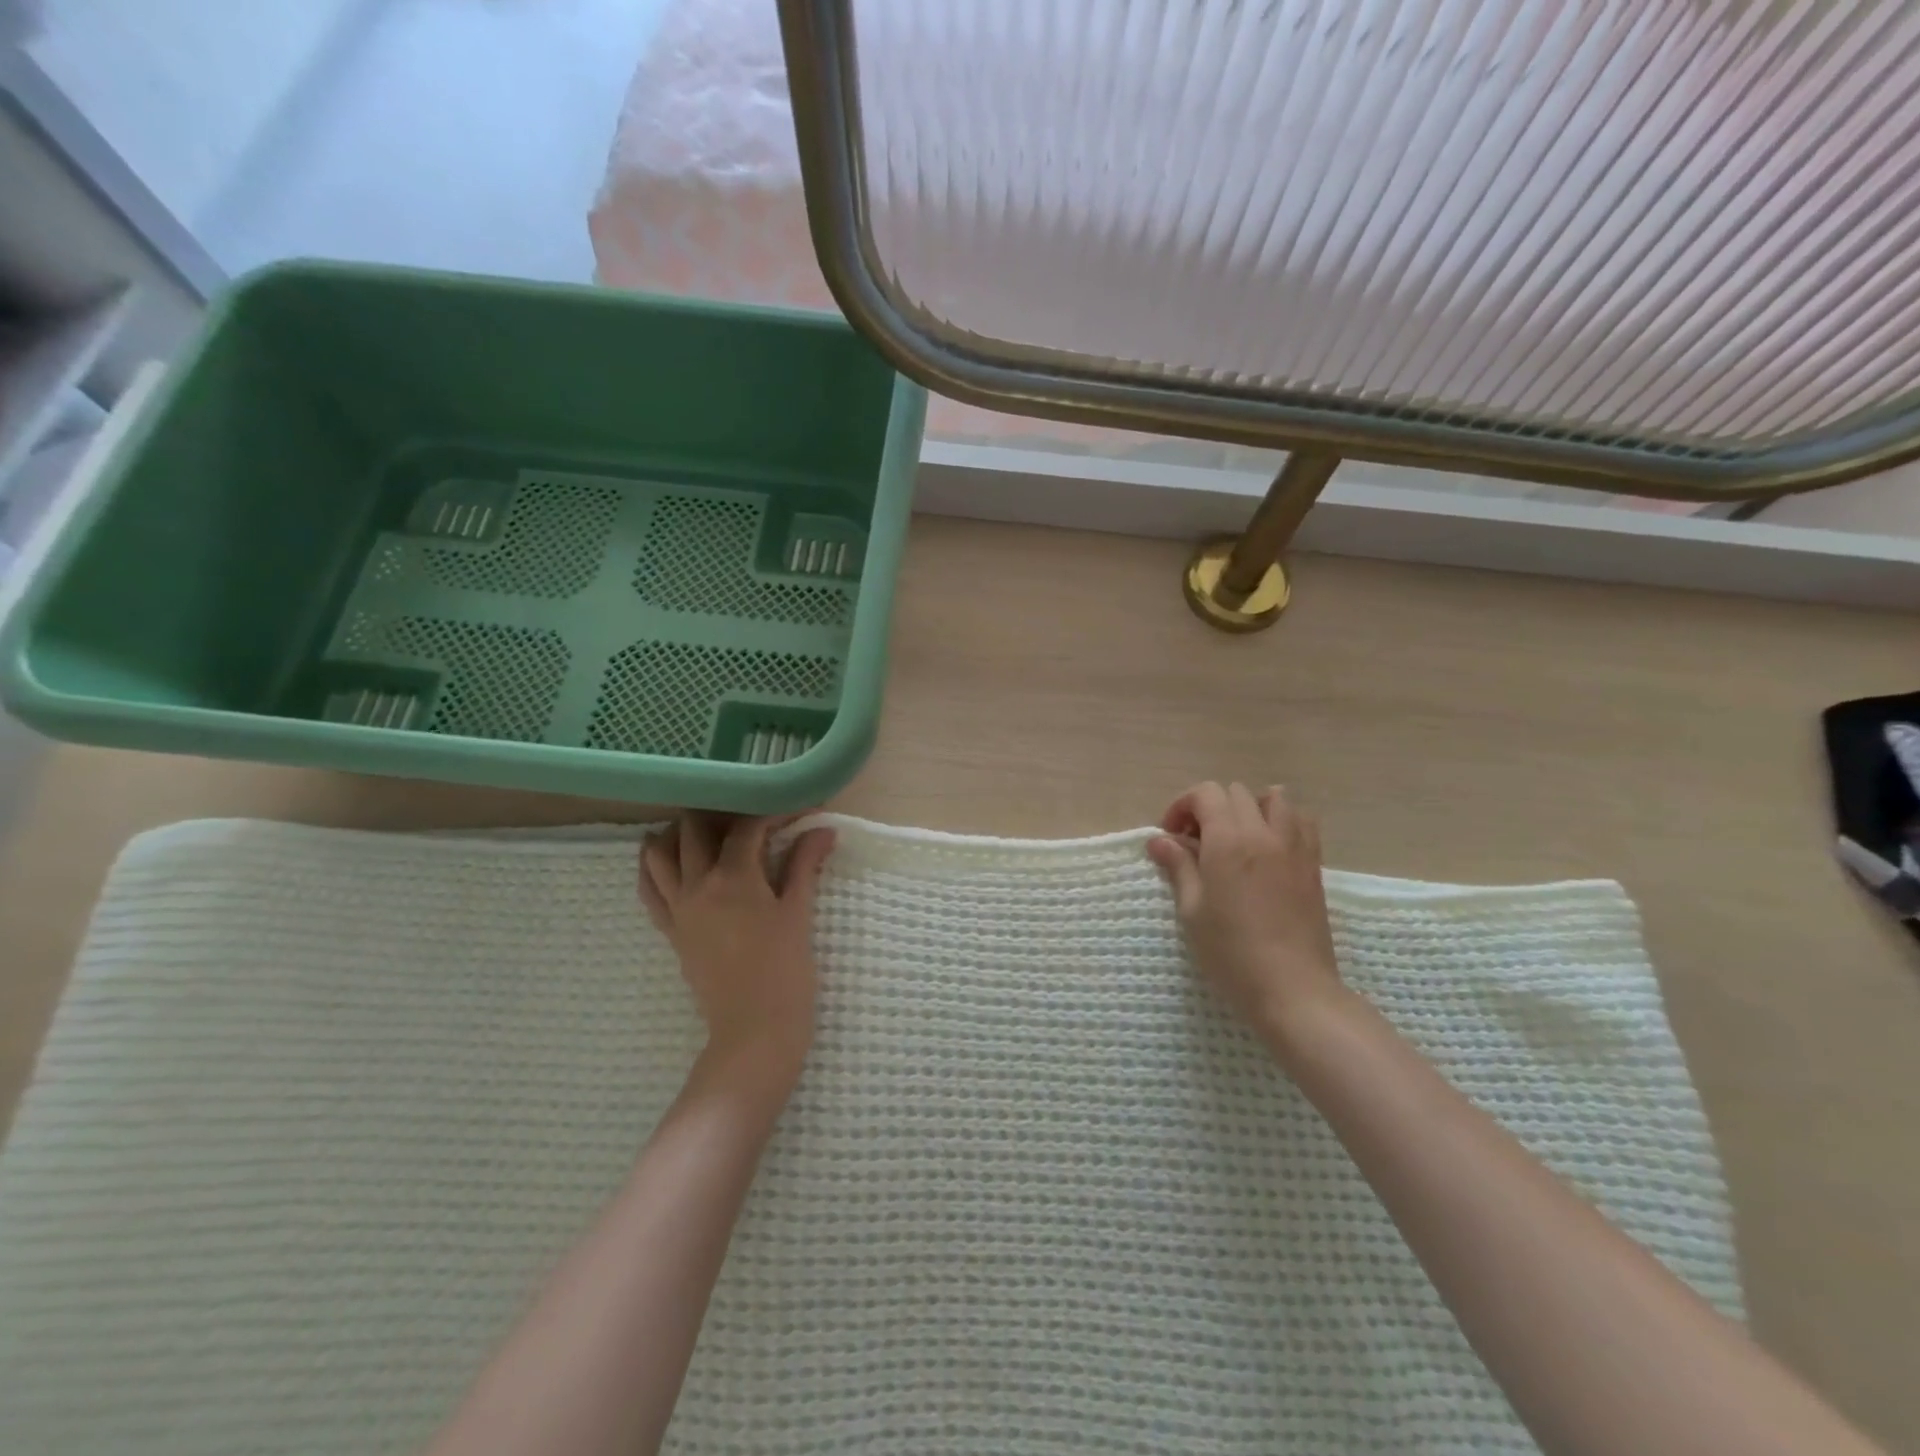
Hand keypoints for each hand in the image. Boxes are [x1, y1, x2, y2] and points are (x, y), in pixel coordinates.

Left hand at [639, 815, 836, 1086]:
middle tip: (749, 815)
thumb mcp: (798, 913)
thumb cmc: (786, 972)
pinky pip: (649, 890)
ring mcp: (678, 908)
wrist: (754, 1032)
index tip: (797, 811)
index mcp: (734, 877)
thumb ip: (805, 865)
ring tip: (706, 830)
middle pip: (694, 829)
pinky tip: (670, 860)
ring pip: (659, 853)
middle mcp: (697, 884)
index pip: (748, 827)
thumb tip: (823, 829)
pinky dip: (654, 867)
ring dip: (679, 833)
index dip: (773, 812)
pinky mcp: (671, 931)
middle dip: (720, 812)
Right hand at [1147, 782, 1347, 1055]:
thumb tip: (1159, 840)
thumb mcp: (1192, 909)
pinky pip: (1302, 821)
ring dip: (1249, 807)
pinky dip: (1282, 820)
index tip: (1171, 836)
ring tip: (1236, 838)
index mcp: (1229, 840)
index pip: (1205, 793)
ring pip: (1274, 798)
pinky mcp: (1314, 864)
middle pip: (1236, 792)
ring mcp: (1294, 846)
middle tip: (1196, 842)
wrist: (1293, 989)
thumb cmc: (1231, 952)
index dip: (1182, 806)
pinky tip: (1268, 848)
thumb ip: (1178, 866)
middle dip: (1210, 808)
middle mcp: (1263, 833)